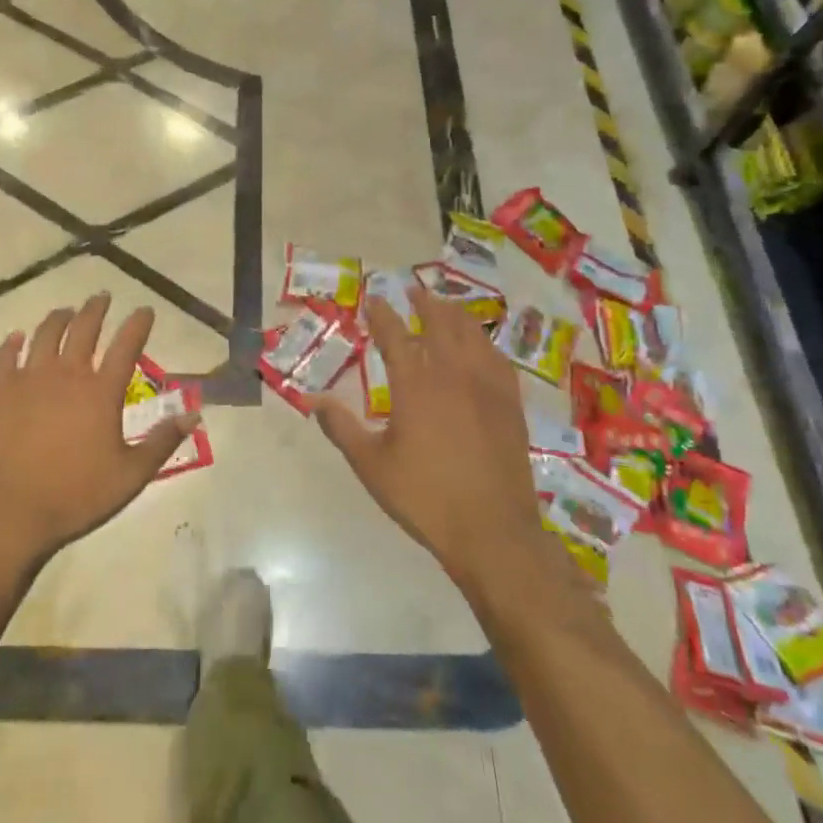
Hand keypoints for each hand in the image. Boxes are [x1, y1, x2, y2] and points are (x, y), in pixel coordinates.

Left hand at [0, 294, 192, 568]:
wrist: (13, 512)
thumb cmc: (78, 494)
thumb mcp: (132, 474)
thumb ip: (163, 441)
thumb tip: (193, 414)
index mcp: (102, 391)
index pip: (127, 345)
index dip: (138, 324)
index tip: (144, 310)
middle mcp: (68, 374)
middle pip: (84, 328)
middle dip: (96, 309)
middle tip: (102, 297)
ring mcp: (30, 379)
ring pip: (46, 334)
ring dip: (59, 318)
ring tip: (66, 311)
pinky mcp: (0, 392)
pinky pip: (5, 356)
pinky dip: (12, 343)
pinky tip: (17, 337)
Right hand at [313, 286, 546, 589]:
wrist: (493, 530)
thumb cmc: (425, 497)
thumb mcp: (372, 466)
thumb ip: (342, 429)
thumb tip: (312, 402)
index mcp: (416, 385)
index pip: (394, 335)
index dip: (382, 314)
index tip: (373, 299)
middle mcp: (452, 374)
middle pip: (440, 323)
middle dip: (425, 303)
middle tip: (414, 291)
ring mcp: (487, 386)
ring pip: (473, 334)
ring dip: (456, 314)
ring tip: (446, 306)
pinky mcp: (510, 404)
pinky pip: (498, 358)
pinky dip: (485, 342)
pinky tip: (482, 346)